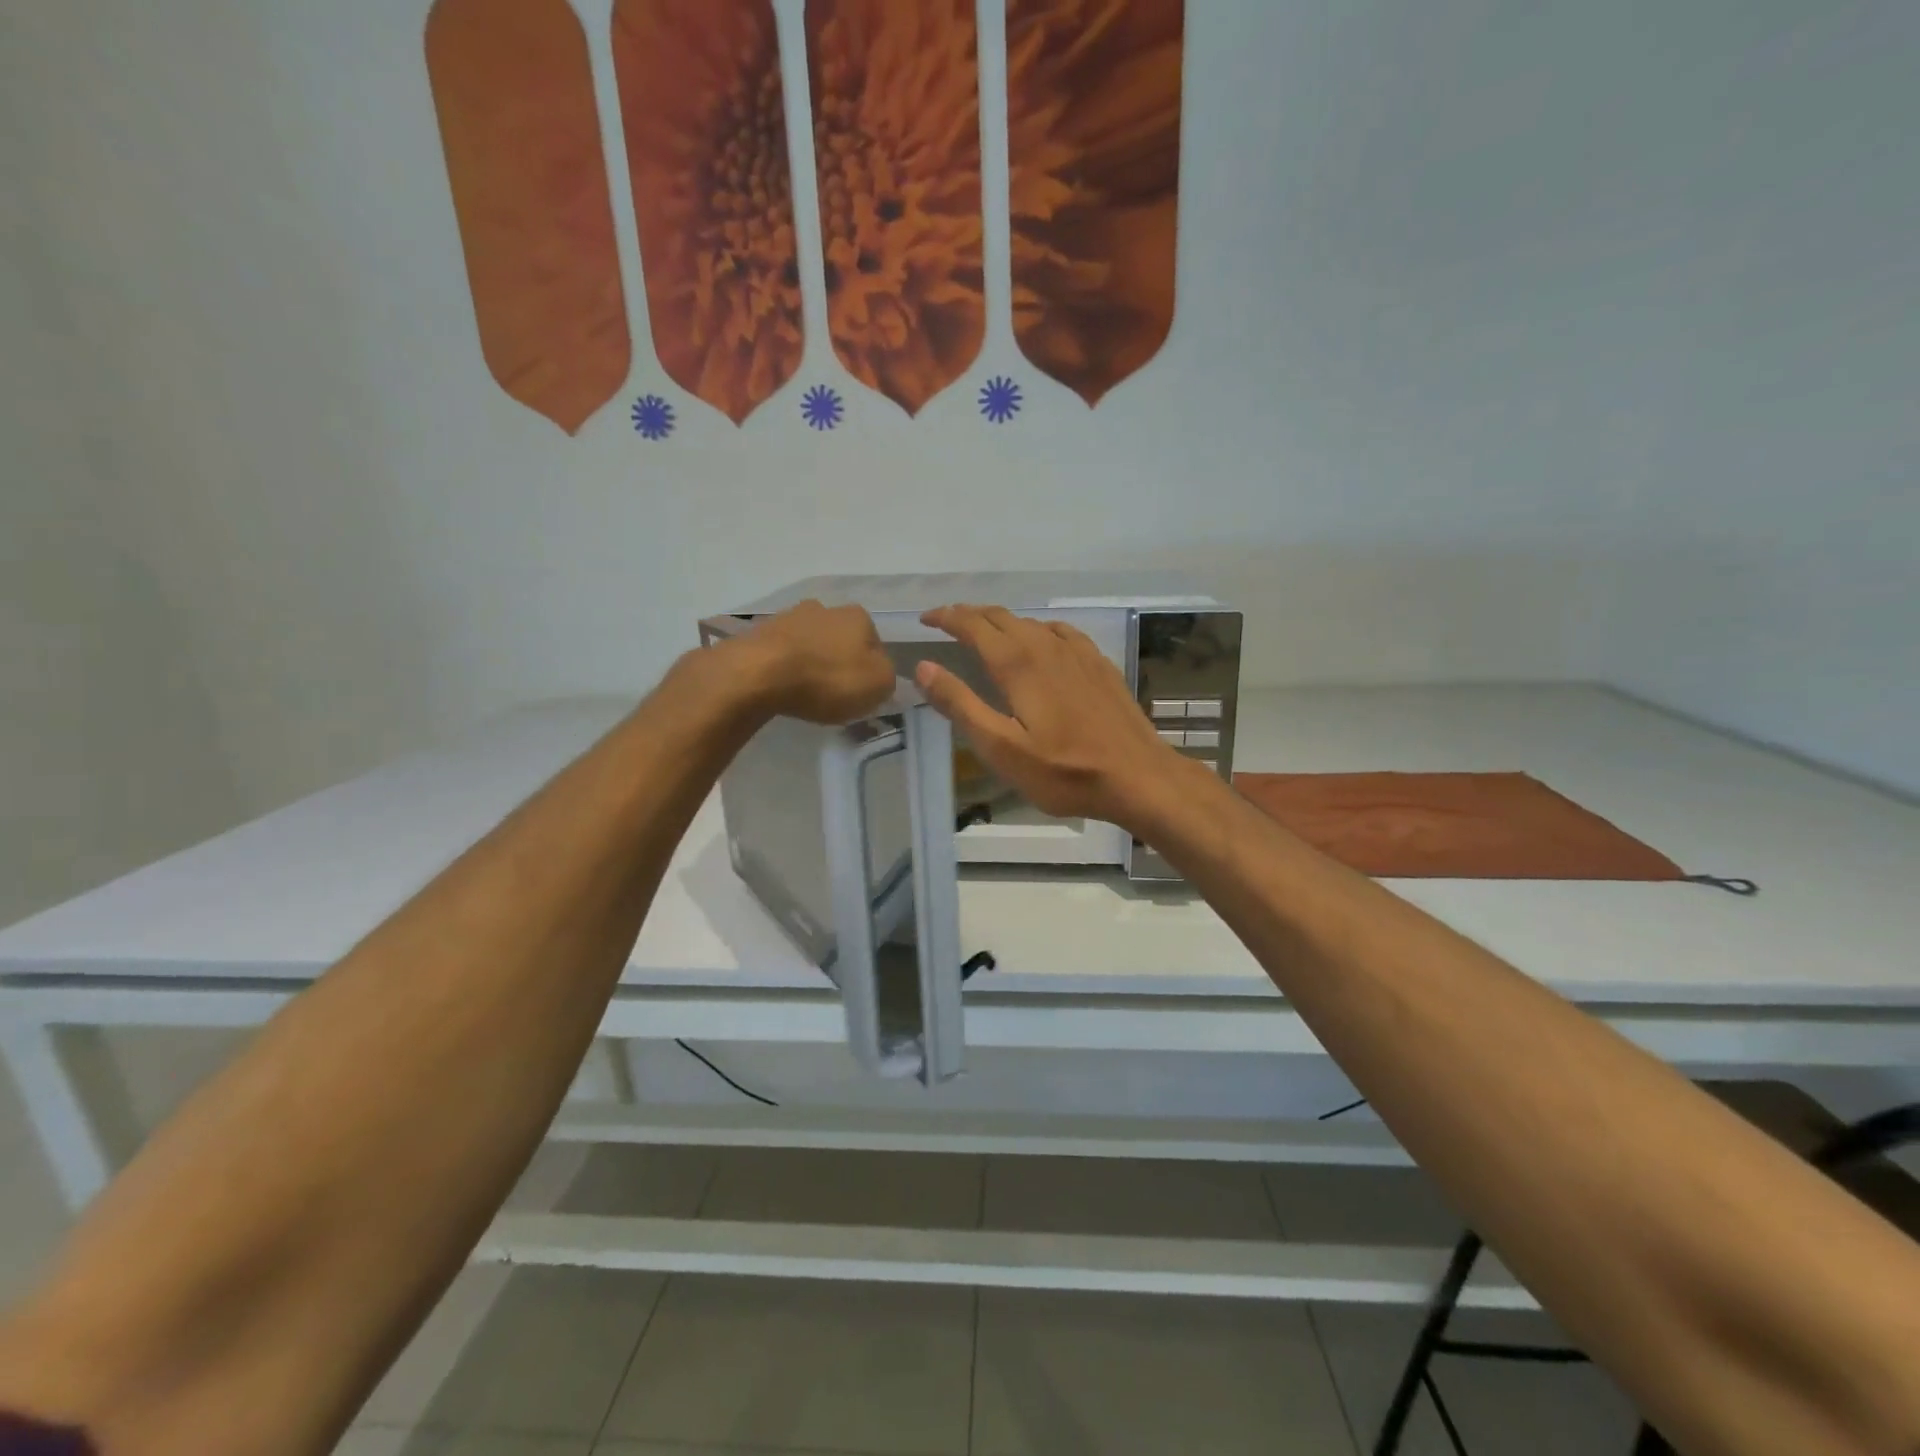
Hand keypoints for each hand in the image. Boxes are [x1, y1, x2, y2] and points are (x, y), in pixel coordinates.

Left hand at [730, 600, 896, 723]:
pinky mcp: (760, 633)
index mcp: (858, 616)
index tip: (861, 691)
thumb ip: (887, 676)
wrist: (760, 673)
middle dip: (839, 661)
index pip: (875, 643)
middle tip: (834, 692)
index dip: (871, 669)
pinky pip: (782, 653)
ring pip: (810, 643)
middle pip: (840, 639)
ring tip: (806, 692)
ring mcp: (789, 617)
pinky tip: (783, 687)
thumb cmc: (828, 678)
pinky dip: (786, 668)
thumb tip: (879, 672)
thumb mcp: (879, 684)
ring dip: (811, 662)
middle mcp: (825, 608)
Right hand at [915, 605, 1189, 829]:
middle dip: (969, 615)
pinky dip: (1036, 629)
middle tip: (946, 622)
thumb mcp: (1002, 748)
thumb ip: (961, 705)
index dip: (946, 618)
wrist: (1138, 776)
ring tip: (984, 631)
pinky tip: (1040, 641)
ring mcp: (1078, 653)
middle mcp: (1046, 647)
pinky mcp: (1099, 665)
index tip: (926, 619)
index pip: (974, 626)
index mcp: (1018, 664)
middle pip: (1001, 617)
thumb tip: (923, 668)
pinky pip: (1060, 632)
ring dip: (1001, 621)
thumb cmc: (1064, 771)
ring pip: (1030, 622)